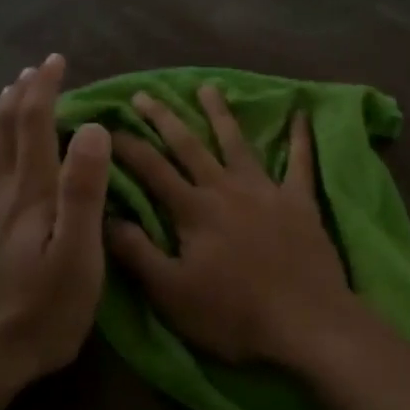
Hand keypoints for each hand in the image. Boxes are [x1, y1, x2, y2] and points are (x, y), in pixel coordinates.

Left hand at [0, 54, 111, 395]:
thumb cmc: (37, 315)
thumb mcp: (77, 259)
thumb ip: (83, 192)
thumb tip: (93, 129)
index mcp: (30, 194)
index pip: (35, 124)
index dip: (45, 88)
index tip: (57, 61)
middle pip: (6, 127)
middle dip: (23, 92)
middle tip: (38, 68)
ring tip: (9, 91)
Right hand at [106, 84, 359, 368]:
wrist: (305, 321)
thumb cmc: (233, 313)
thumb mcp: (171, 292)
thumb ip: (137, 252)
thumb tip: (104, 215)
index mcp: (194, 210)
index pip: (152, 170)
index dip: (127, 147)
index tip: (106, 127)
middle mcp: (226, 189)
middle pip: (189, 146)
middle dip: (164, 118)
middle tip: (144, 94)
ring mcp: (266, 191)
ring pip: (238, 143)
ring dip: (221, 114)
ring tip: (209, 87)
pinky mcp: (299, 201)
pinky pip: (301, 162)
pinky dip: (300, 137)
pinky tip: (301, 114)